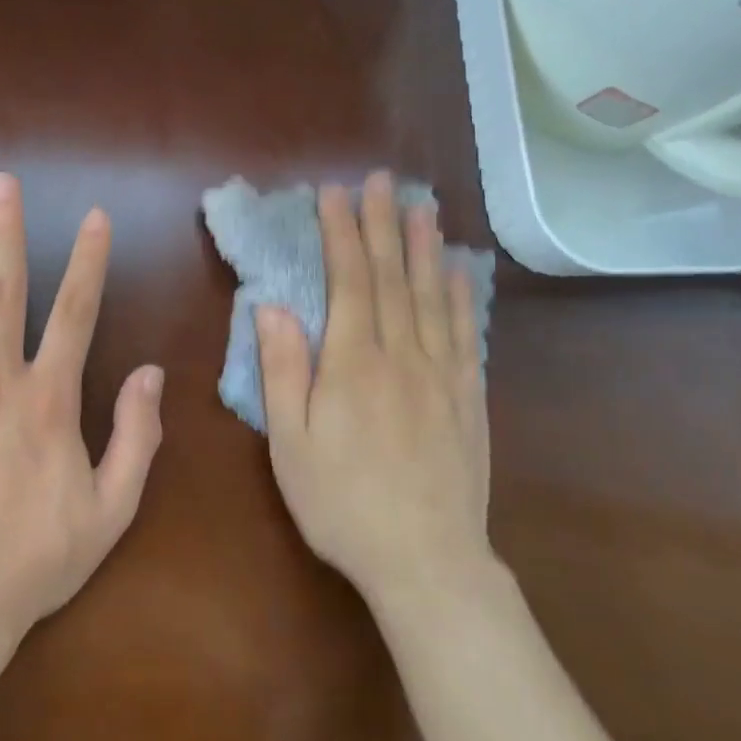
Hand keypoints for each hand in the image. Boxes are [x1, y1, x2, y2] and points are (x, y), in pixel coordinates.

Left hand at [0, 173, 164, 638]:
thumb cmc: (33, 562)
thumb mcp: (110, 510)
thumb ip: (135, 437)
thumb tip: (151, 373)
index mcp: (48, 400)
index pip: (75, 312)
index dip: (88, 260)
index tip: (93, 216)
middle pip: (4, 291)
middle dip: (6, 232)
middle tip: (2, 183)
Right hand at [255, 171, 491, 604]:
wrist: (427, 561)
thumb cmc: (343, 504)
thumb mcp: (291, 445)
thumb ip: (283, 372)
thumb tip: (273, 307)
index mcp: (353, 363)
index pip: (348, 280)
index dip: (341, 232)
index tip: (334, 193)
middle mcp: (402, 354)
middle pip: (392, 276)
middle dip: (382, 223)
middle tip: (380, 179)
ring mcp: (442, 373)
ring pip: (432, 295)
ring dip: (424, 247)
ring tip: (420, 206)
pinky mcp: (468, 396)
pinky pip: (466, 333)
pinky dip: (461, 296)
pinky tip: (458, 272)